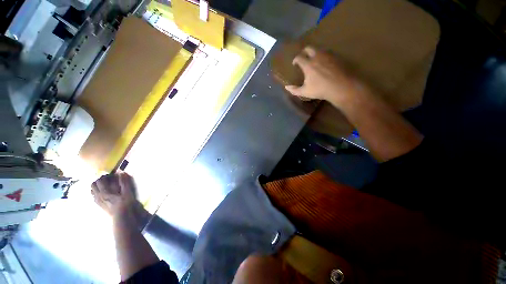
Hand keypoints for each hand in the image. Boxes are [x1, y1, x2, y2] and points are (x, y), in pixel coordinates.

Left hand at [91, 173, 136, 216]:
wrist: (121, 217)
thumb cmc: (125, 203)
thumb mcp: (127, 191)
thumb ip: (123, 181)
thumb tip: (120, 171)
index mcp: (104, 192)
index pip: (99, 180)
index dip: (104, 176)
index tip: (111, 175)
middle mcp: (98, 196)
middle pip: (93, 185)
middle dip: (99, 180)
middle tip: (107, 179)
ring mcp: (97, 201)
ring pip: (92, 190)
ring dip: (97, 186)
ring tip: (105, 185)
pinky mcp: (99, 205)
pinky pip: (94, 196)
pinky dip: (96, 192)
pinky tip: (103, 193)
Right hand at [285, 46, 361, 105]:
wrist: (340, 87)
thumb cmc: (320, 90)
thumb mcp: (305, 92)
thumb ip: (294, 90)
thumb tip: (286, 87)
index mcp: (308, 65)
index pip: (299, 57)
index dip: (295, 60)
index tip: (294, 63)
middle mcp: (317, 56)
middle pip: (309, 48)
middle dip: (304, 51)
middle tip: (303, 57)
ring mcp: (327, 55)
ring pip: (319, 49)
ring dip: (314, 53)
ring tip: (314, 59)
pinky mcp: (336, 57)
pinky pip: (327, 53)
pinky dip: (323, 56)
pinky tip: (324, 63)